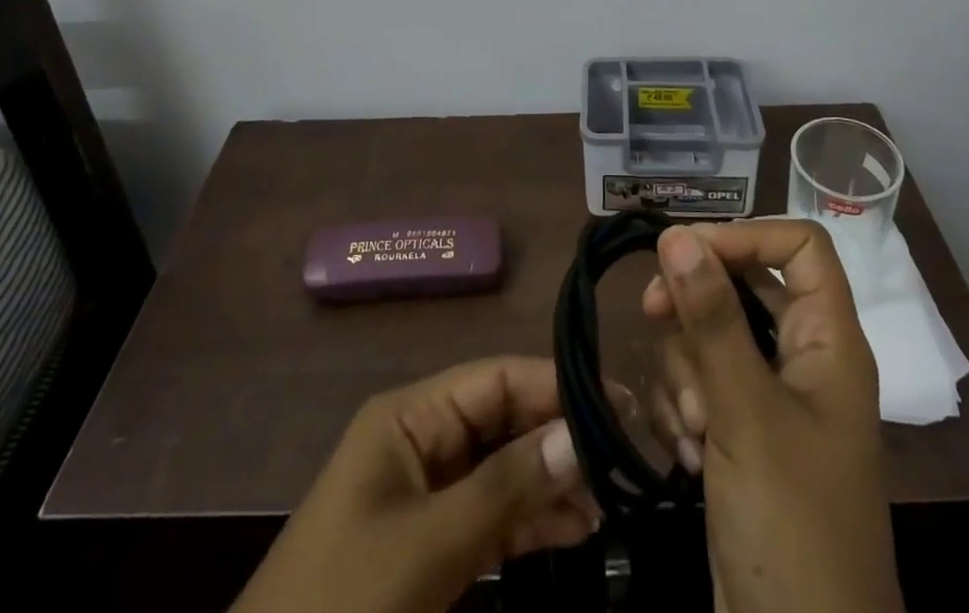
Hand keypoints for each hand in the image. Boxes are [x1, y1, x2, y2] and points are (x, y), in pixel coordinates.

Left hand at [233, 356, 596, 612]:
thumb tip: (581, 435)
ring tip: (611, 497)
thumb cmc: (345, 601)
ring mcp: (428, 493)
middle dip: (561, 435)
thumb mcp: (428, 545)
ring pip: (504, 468)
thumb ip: (506, 488)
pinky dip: (532, 521)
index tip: (619, 401)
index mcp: (410, 415)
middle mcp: (422, 439)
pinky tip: (579, 528)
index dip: (556, 384)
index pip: (495, 378)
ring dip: (553, 480)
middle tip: (624, 456)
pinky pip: (493, 515)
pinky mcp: (433, 543)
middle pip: (504, 419)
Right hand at [643, 221, 902, 612]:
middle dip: (694, 305)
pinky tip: (686, 455)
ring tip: (693, 427)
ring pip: (711, 337)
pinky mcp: (740, 438)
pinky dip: (684, 410)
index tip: (684, 251)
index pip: (798, 245)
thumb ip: (711, 317)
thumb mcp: (746, 412)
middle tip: (650, 313)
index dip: (744, 236)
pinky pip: (700, 386)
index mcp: (828, 341)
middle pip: (742, 286)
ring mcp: (770, 402)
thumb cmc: (791, 526)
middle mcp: (803, 360)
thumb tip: (677, 234)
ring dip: (686, 372)